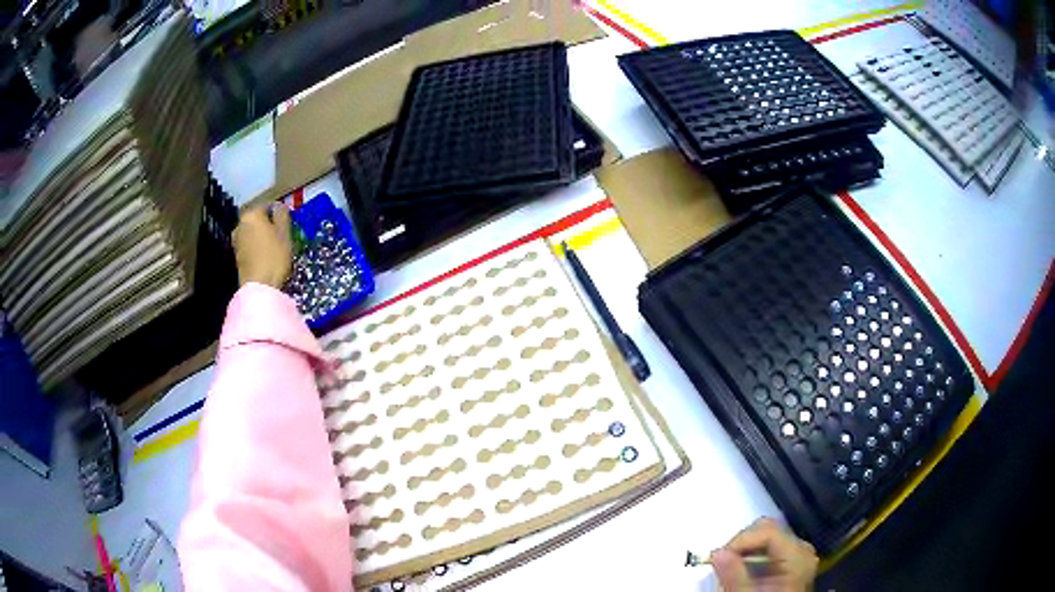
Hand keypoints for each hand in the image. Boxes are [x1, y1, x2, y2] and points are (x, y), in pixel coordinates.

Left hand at [233, 205, 291, 287]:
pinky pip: (249, 245)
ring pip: (252, 232)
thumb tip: (279, 207)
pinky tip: (265, 256)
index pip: (267, 205)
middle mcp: (240, 224)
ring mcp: (236, 241)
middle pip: (257, 219)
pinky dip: (257, 247)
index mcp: (252, 214)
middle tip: (281, 234)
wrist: (259, 287)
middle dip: (268, 224)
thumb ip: (282, 215)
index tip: (287, 221)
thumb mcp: (284, 233)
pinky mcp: (237, 256)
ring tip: (274, 246)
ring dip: (262, 236)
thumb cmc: (274, 256)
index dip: (278, 212)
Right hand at [711, 518, 817, 591]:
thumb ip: (735, 575)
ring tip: (728, 570)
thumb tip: (718, 553)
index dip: (740, 540)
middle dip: (741, 544)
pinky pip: (769, 548)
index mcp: (798, 555)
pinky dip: (751, 557)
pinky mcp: (790, 562)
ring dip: (744, 551)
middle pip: (768, 530)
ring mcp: (798, 555)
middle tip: (721, 563)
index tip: (718, 557)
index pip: (768, 531)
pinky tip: (741, 572)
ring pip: (766, 538)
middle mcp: (802, 550)